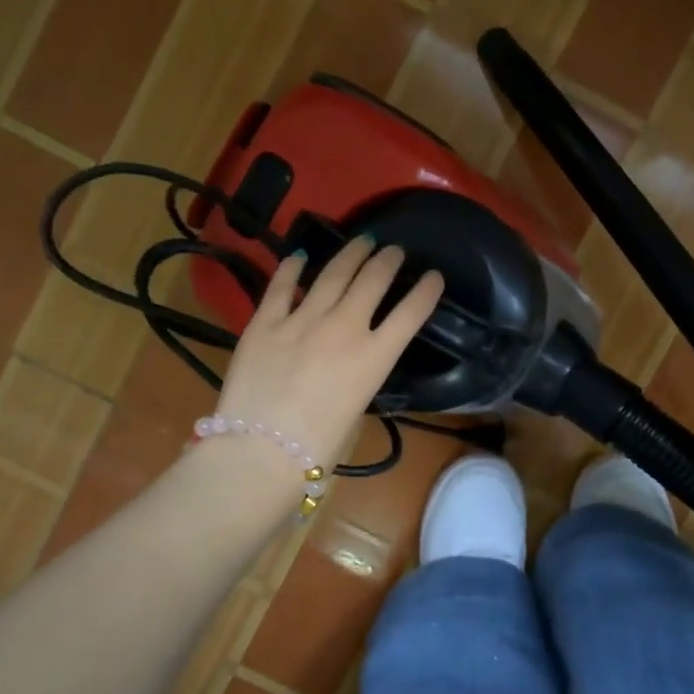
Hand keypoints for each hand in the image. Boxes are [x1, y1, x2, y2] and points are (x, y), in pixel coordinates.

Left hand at [210, 238, 445, 476]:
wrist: (260, 452)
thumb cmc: (317, 448)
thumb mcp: (356, 409)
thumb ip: (358, 376)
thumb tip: (349, 363)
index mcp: (374, 357)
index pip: (411, 313)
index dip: (427, 290)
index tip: (434, 276)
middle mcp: (344, 328)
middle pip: (373, 282)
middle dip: (388, 261)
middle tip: (393, 250)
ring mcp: (302, 320)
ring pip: (333, 274)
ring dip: (351, 254)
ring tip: (362, 241)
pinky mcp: (265, 323)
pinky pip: (281, 287)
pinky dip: (292, 268)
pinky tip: (300, 256)